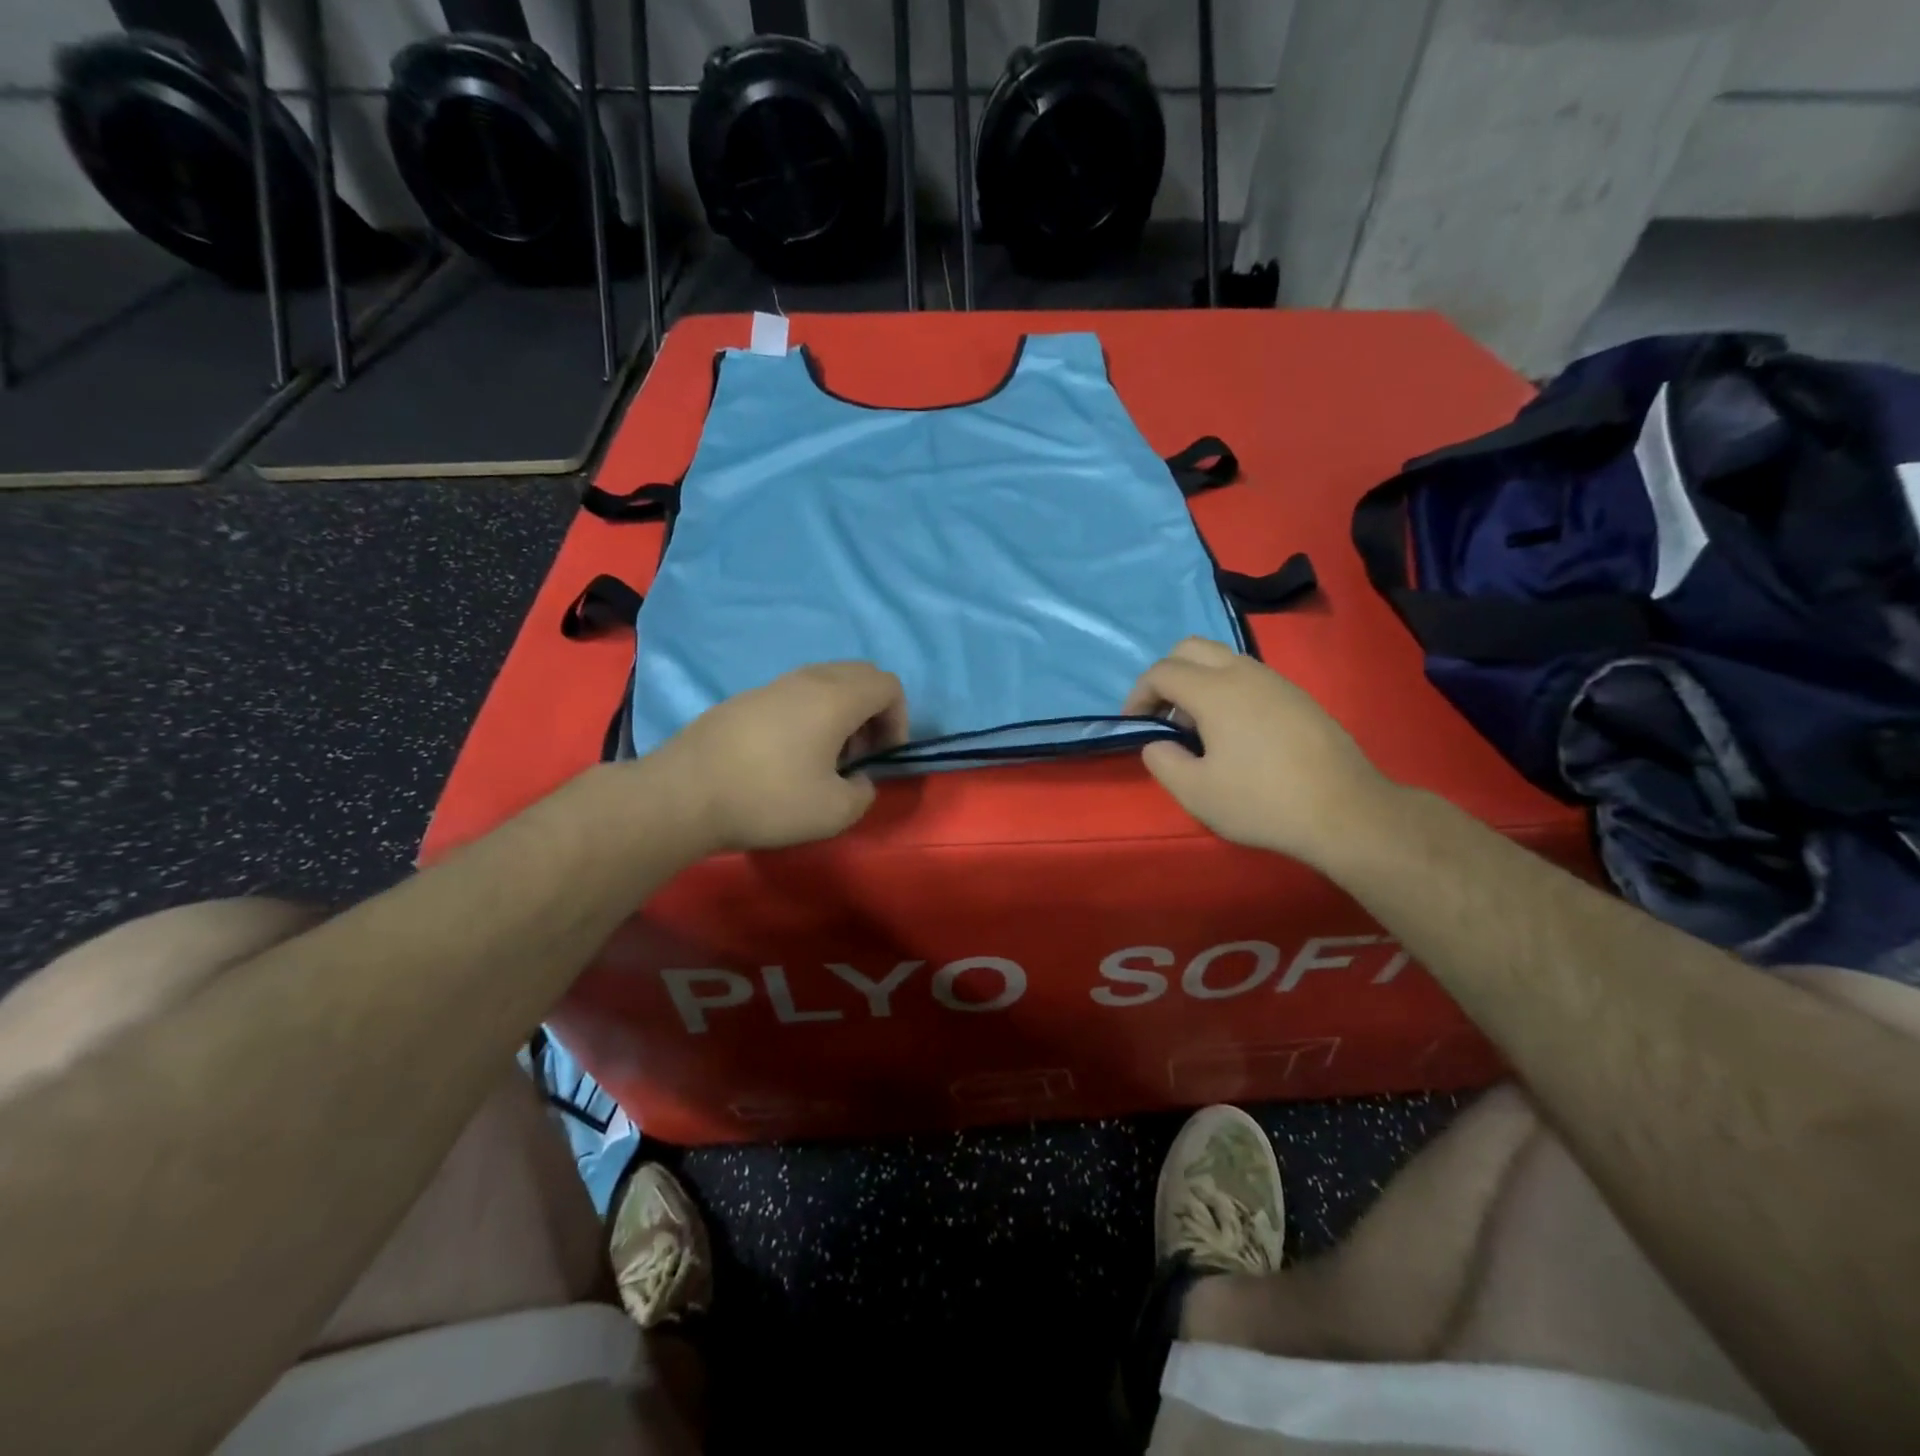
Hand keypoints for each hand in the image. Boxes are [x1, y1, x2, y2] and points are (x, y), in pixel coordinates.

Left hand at [654, 662, 907, 851]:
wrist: (684, 794)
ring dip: (841, 713)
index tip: (883, 756)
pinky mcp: (745, 699)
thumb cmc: (769, 799)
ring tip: (824, 757)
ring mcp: (773, 685)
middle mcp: (808, 679)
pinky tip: (787, 756)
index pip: (888, 685)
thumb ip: (864, 792)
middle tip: (859, 754)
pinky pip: (795, 694)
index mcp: (837, 697)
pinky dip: (809, 714)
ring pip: (826, 682)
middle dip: (873, 712)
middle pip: (860, 675)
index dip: (899, 719)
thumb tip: (857, 780)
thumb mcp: (835, 812)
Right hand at [1124, 638, 1395, 867]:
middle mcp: (1244, 673)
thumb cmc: (1262, 802)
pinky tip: (1235, 733)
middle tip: (1163, 716)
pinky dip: (1226, 689)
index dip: (1138, 695)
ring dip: (1197, 681)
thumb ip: (1162, 761)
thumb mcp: (1195, 792)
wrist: (1345, 811)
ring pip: (1222, 658)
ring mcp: (1276, 681)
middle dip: (1166, 675)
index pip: (1161, 672)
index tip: (1134, 725)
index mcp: (1214, 691)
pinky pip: (1248, 676)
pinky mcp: (1298, 696)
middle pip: (1190, 648)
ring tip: (1197, 727)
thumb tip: (1158, 743)